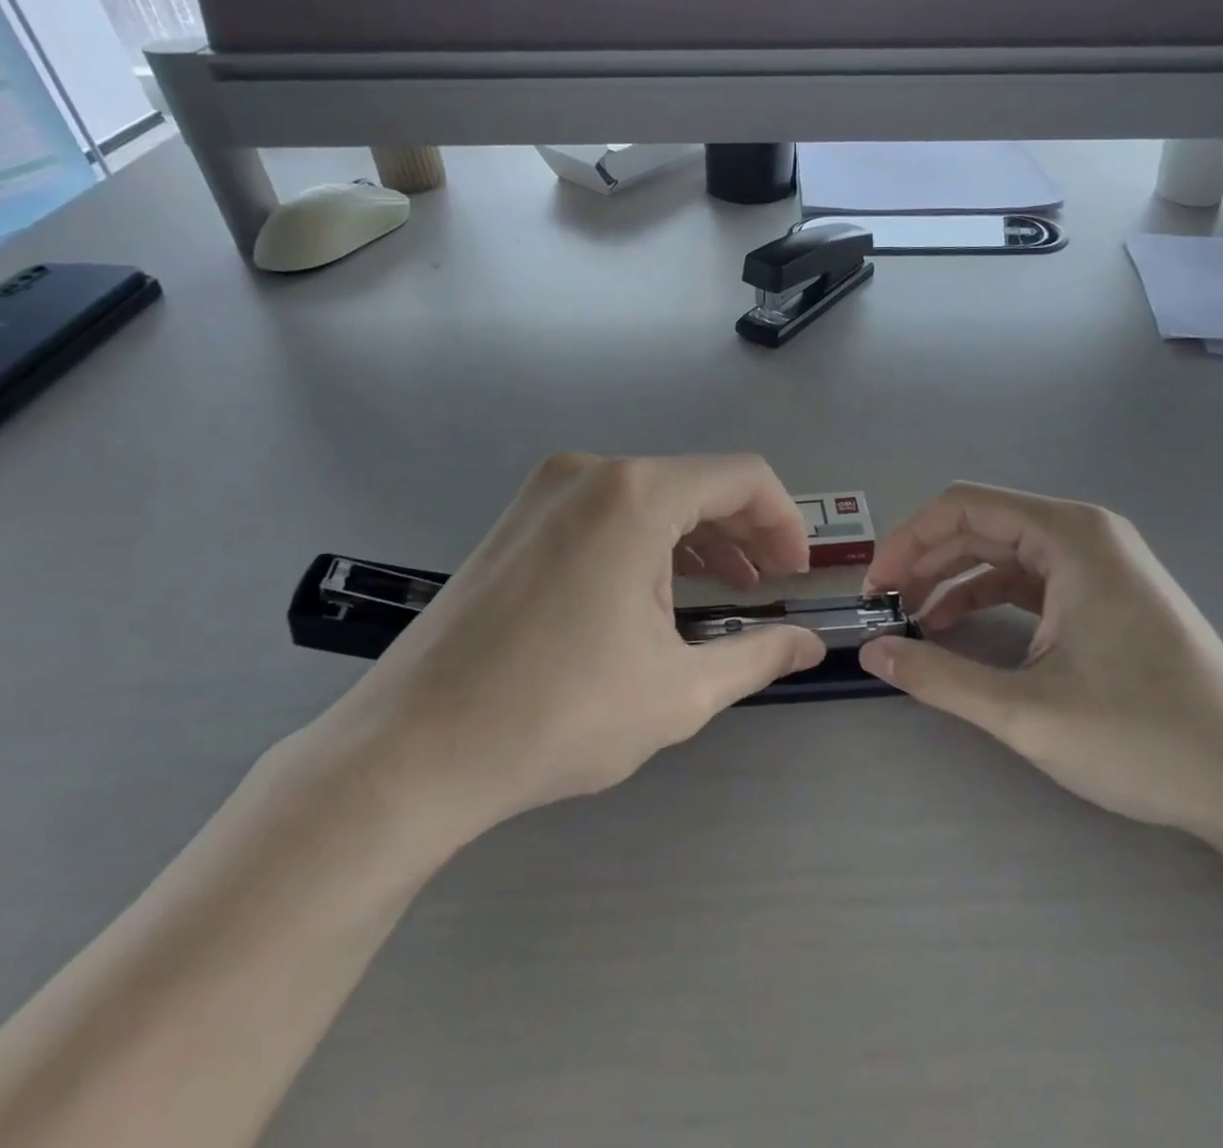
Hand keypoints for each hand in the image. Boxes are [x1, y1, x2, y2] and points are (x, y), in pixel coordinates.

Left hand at [306, 454, 824, 862]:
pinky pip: (605, 512)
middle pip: (695, 483)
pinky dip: (646, 542)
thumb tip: (811, 644)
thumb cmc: (557, 714)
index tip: (795, 574)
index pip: (742, 477)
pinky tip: (655, 593)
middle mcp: (589, 472)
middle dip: (744, 532)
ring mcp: (544, 492)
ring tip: (722, 591)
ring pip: (650, 497)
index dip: (784, 521)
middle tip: (768, 585)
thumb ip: (758, 656)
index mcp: (635, 495)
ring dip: (696, 539)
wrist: (411, 750)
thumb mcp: (678, 690)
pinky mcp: (517, 519)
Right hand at [859, 483, 1222, 837]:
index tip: (877, 587)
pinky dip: (986, 597)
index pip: (964, 507)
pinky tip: (958, 630)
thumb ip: (939, 677)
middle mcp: (1084, 534)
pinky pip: (1029, 579)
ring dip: (952, 581)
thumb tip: (871, 652)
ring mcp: (1098, 563)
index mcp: (1069, 536)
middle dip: (926, 561)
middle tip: (886, 607)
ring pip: (1002, 553)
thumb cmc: (1143, 737)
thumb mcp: (1026, 711)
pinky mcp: (1103, 594)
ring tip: (913, 623)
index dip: (909, 540)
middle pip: (981, 525)